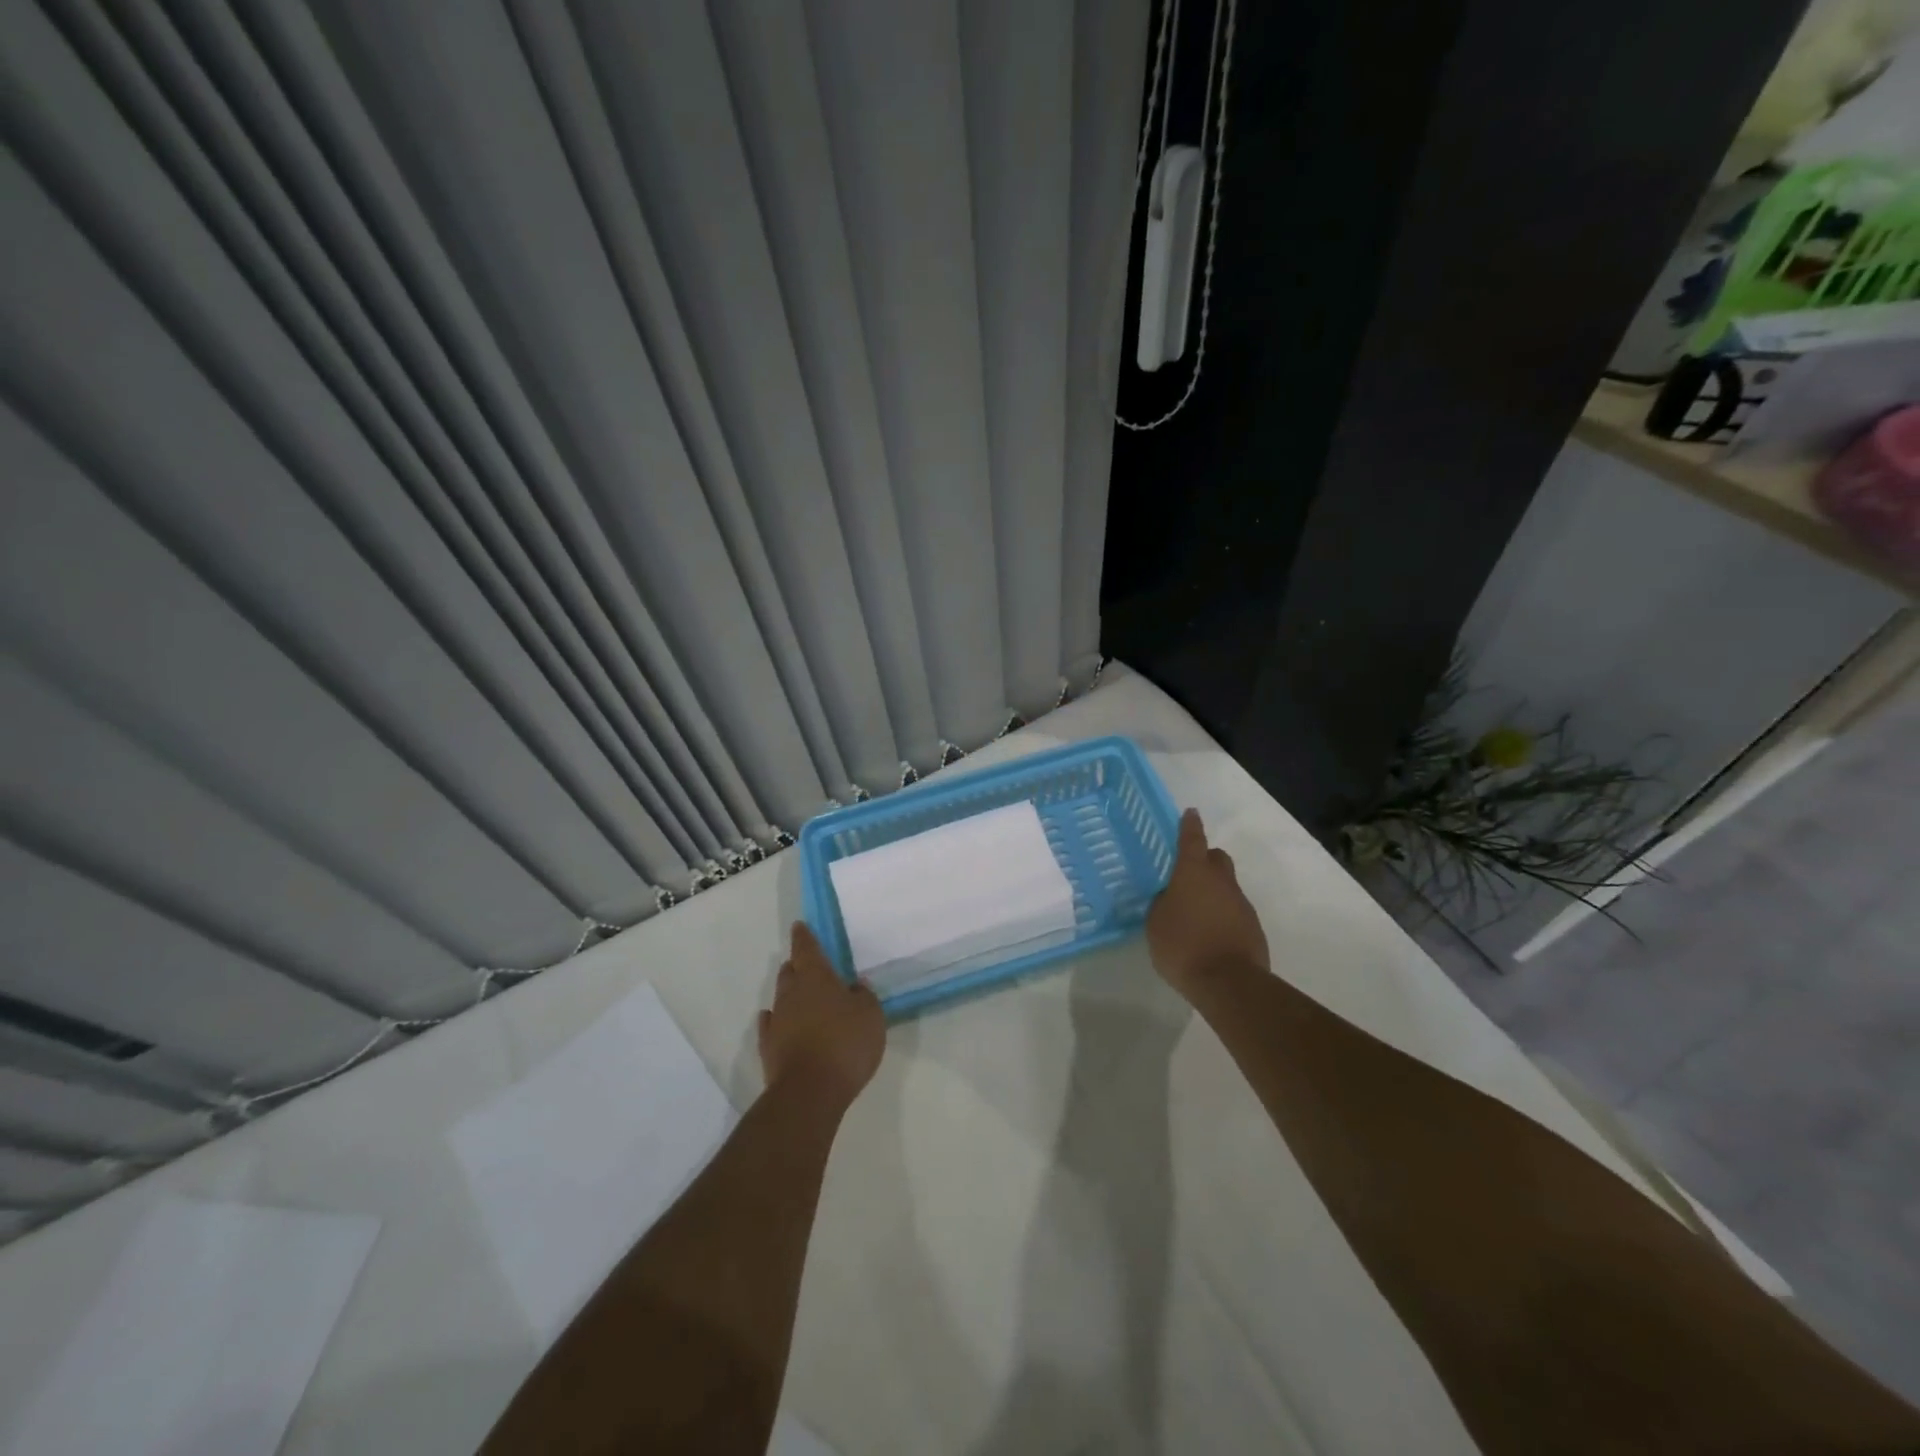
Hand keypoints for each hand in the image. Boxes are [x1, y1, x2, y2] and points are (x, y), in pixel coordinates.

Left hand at [759, 923, 885, 1109]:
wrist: (810, 1091)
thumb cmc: (845, 1044)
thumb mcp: (870, 1016)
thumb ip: (864, 996)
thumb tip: (855, 986)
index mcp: (816, 978)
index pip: (807, 949)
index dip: (804, 937)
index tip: (800, 926)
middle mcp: (792, 993)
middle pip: (791, 971)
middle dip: (797, 965)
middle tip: (807, 964)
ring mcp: (777, 1021)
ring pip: (781, 997)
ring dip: (790, 993)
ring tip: (801, 994)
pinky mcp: (769, 1048)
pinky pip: (771, 1025)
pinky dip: (775, 1020)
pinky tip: (778, 1021)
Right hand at [1146, 809, 1269, 995]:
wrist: (1229, 982)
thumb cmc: (1183, 945)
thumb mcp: (1156, 923)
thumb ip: (1161, 904)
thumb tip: (1169, 897)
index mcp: (1193, 873)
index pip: (1192, 839)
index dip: (1190, 826)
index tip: (1191, 813)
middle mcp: (1221, 881)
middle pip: (1216, 858)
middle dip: (1205, 860)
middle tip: (1188, 874)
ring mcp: (1241, 903)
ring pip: (1227, 886)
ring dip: (1213, 891)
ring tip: (1195, 913)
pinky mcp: (1253, 926)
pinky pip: (1234, 910)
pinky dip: (1223, 914)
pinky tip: (1210, 934)